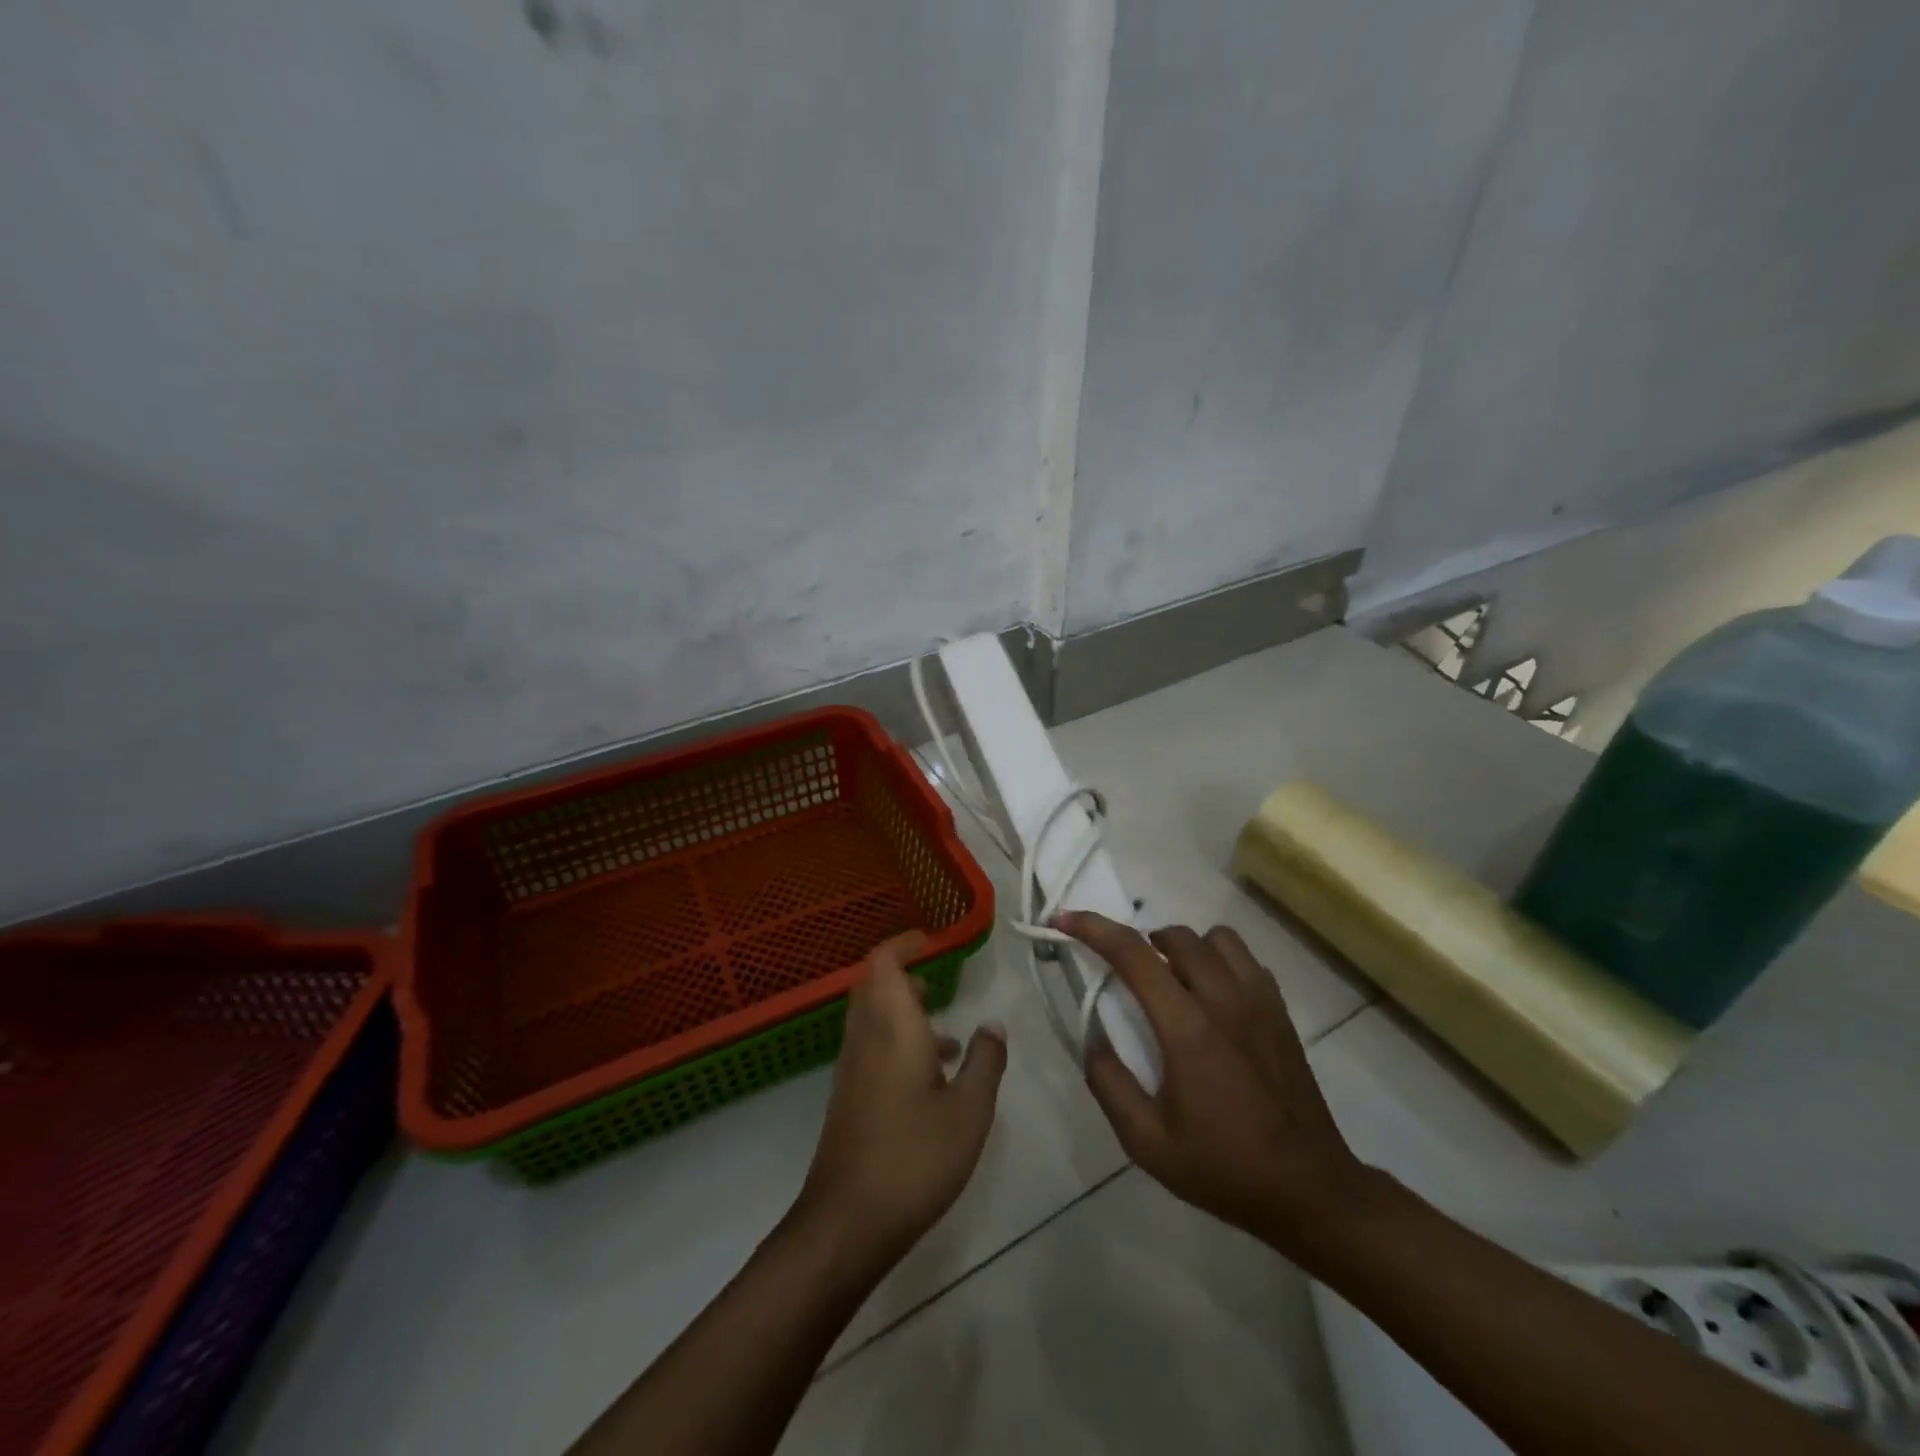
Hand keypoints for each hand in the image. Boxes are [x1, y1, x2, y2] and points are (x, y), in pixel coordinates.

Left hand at [792, 932, 1007, 1267]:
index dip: (904, 943)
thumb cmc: (914, 1158)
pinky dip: (898, 1042)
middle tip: (939, 985)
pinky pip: (871, 1046)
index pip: (883, 962)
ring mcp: (852, 1067)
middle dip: (904, 976)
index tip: (932, 941)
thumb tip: (993, 1024)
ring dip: (904, 1012)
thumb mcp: (969, 1111)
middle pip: (873, 985)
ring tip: (949, 1036)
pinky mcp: (848, 1095)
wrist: (848, 1222)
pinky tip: (931, 1079)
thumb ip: (986, 1062)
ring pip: (872, 1017)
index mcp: (892, 1027)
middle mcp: (865, 1037)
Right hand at [1059, 912, 1371, 1263]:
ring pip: (1215, 938)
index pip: (1133, 954)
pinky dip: (1220, 962)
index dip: (1093, 928)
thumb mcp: (1148, 1143)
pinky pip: (1245, 959)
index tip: (1065, 919)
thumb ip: (1109, 1084)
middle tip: (1128, 974)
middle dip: (1141, 942)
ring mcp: (1259, 1001)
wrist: (1310, 1190)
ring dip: (1185, 949)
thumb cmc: (1224, 1167)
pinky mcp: (1281, 1011)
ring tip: (1174, 982)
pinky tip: (1214, 998)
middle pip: (1175, 935)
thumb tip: (1093, 1037)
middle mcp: (1224, 999)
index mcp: (1187, 1027)